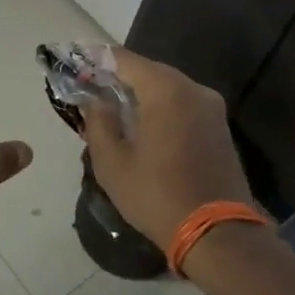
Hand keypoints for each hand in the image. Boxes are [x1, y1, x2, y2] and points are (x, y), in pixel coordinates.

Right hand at [80, 47, 254, 250]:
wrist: (220, 235)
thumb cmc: (158, 196)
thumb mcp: (112, 163)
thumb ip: (98, 123)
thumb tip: (95, 101)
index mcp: (165, 90)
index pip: (123, 59)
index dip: (95, 60)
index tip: (75, 67)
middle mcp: (193, 88)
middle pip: (147, 70)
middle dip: (117, 77)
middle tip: (90, 91)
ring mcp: (211, 107)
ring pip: (166, 87)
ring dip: (139, 93)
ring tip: (113, 110)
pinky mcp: (219, 126)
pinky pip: (182, 103)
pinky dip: (160, 107)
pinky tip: (142, 125)